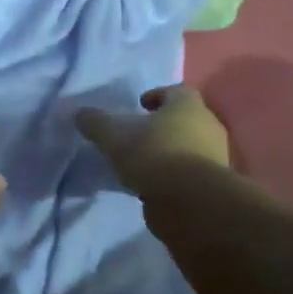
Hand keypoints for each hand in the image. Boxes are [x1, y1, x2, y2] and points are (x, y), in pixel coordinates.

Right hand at [75, 85, 229, 190]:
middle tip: (139, 134)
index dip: (157, 95)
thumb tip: (78, 113)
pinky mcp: (213, 185)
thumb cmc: (154, 155)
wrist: (190, 202)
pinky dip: (174, 175)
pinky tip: (153, 184)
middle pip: (186, 119)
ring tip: (142, 162)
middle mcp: (207, 126)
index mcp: (187, 106)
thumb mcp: (114, 136)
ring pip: (189, 147)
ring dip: (169, 151)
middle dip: (163, 125)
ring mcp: (214, 157)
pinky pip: (190, 173)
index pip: (176, 91)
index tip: (139, 105)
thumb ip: (95, 123)